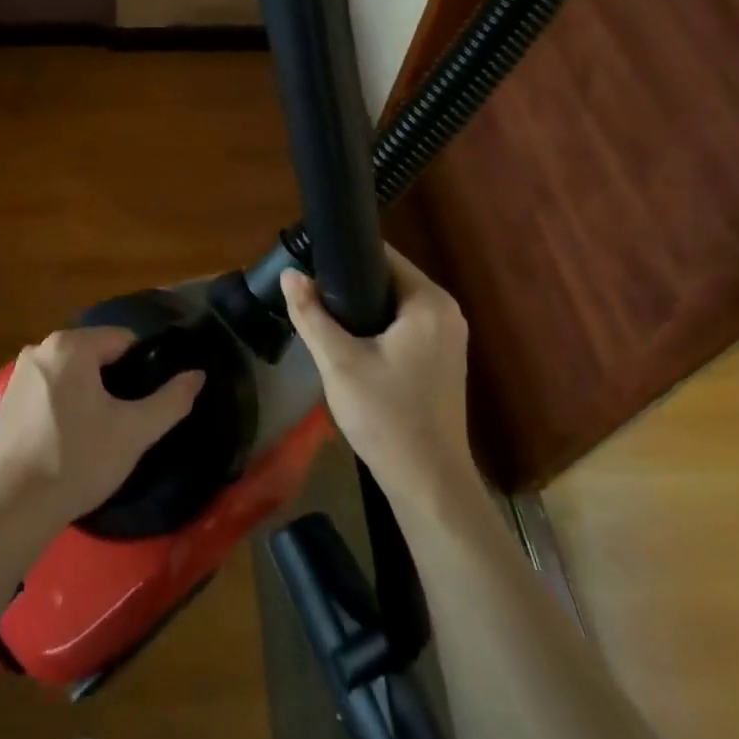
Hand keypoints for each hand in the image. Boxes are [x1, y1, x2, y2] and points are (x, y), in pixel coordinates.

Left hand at [0, 327, 203, 532]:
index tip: (147, 401)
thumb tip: (197, 375)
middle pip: (94, 354)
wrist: (13, 507)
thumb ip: (171, 400)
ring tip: (100, 433)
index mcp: (70, 345)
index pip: (123, 340)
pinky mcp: (6, 401)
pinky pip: (48, 391)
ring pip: (71, 373)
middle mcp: (39, 349)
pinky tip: (69, 440)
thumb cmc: (78, 460)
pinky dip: (63, 405)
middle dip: (114, 381)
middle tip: (126, 420)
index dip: (142, 368)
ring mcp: (18, 374)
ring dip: (88, 393)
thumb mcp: (134, 432)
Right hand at [282, 248, 479, 509]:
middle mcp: (446, 311)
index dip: (343, 255)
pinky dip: (377, 327)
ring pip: (393, 304)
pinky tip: (349, 342)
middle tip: (309, 295)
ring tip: (321, 315)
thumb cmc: (386, 417)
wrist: (427, 483)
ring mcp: (448, 337)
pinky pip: (403, 325)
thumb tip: (290, 273)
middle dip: (348, 284)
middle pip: (387, 278)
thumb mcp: (338, 362)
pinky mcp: (442, 359)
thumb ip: (311, 314)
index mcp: (428, 302)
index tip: (310, 264)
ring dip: (361, 308)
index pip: (382, 256)